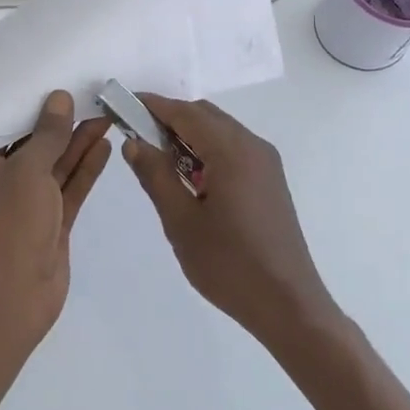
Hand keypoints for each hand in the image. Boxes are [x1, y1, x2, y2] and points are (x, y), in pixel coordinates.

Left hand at [0, 91, 111, 344]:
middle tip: (88, 94)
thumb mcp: (27, 171)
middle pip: (32, 146)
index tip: (51, 81)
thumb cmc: (8, 225)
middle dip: (59, 123)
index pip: (0, 128)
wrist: (12, 298)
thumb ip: (48, 135)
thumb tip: (60, 99)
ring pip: (54, 167)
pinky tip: (104, 145)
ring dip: (77, 143)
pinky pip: (68, 189)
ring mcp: (26, 205)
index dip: (27, 105)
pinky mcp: (50, 224)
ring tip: (105, 113)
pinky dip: (85, 169)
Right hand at [122, 95, 341, 352]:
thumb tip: (133, 142)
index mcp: (231, 151)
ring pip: (220, 131)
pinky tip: (189, 178)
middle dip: (169, 119)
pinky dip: (207, 150)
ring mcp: (266, 163)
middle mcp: (253, 146)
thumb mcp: (181, 221)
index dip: (152, 105)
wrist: (288, 305)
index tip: (121, 105)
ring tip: (157, 160)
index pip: (185, 113)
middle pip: (204, 116)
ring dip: (188, 135)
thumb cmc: (229, 264)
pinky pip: (233, 149)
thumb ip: (155, 175)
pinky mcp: (270, 180)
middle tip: (135, 137)